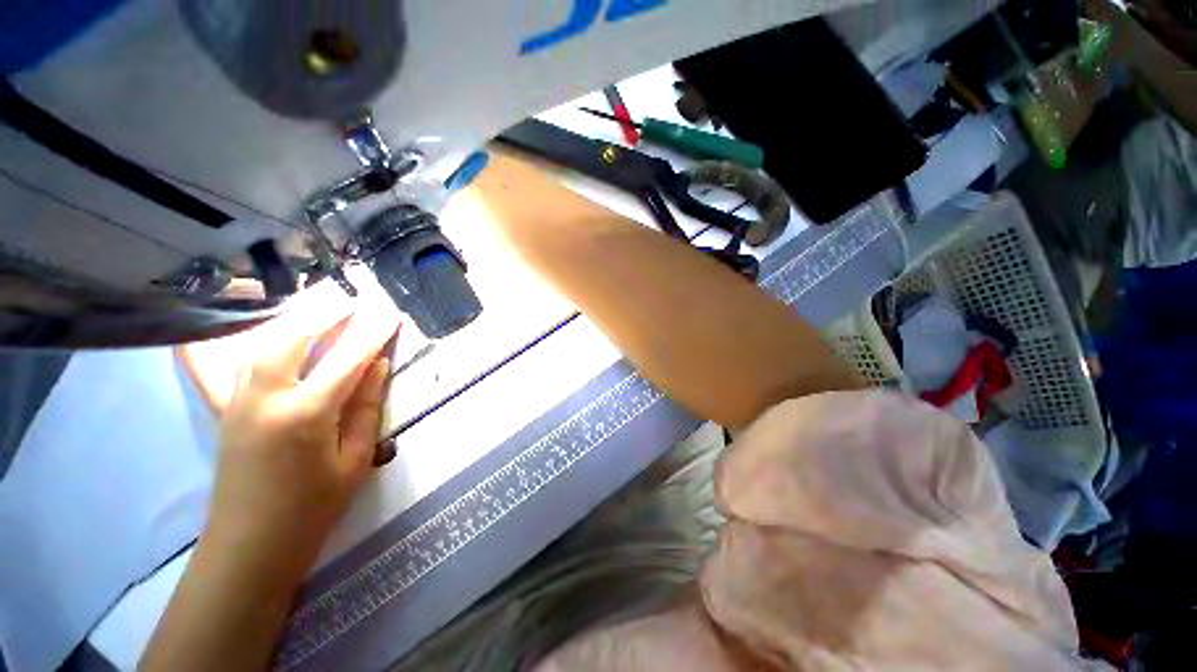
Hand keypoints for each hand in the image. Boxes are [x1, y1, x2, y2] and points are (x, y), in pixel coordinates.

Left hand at [204, 285, 399, 572]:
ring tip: (320, 309)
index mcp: (306, 414)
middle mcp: (266, 397)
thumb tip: (377, 365)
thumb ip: (367, 407)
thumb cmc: (314, 507)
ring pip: (261, 343)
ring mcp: (237, 400)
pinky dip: (244, 339)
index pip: (347, 359)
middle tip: (352, 302)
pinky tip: (247, 328)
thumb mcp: (355, 459)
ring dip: (294, 320)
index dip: (372, 334)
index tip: (390, 314)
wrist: (251, 545)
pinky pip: (227, 363)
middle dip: (326, 314)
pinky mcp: (224, 409)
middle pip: (293, 337)